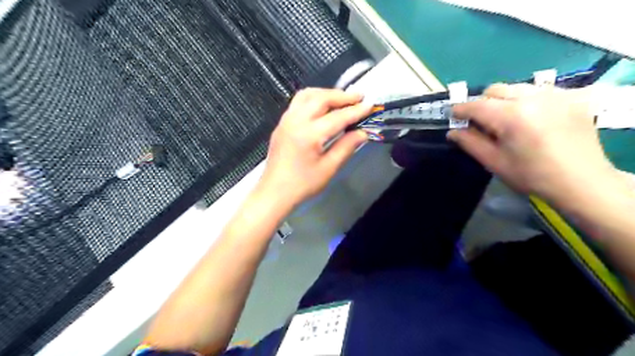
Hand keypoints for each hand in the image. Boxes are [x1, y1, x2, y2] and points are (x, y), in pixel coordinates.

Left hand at [258, 87, 373, 207]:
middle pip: (321, 98)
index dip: (356, 111)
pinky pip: (298, 102)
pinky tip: (322, 107)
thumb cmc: (303, 184)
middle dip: (342, 96)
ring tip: (341, 99)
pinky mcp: (282, 124)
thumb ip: (346, 147)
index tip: (370, 105)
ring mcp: (286, 120)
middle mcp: (296, 121)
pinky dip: (313, 98)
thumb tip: (362, 133)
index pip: (337, 117)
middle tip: (359, 97)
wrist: (274, 192)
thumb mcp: (328, 168)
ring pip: (307, 95)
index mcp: (309, 134)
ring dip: (326, 93)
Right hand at [446, 84, 615, 203]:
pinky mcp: (571, 97)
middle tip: (481, 122)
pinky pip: (538, 90)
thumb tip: (453, 131)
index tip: (453, 116)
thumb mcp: (494, 162)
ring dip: (504, 100)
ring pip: (516, 87)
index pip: (476, 105)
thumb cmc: (532, 176)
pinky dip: (526, 100)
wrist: (581, 182)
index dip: (460, 109)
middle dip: (482, 103)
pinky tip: (530, 118)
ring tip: (506, 120)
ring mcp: (555, 95)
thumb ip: (470, 143)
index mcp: (512, 116)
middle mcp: (533, 98)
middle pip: (495, 90)